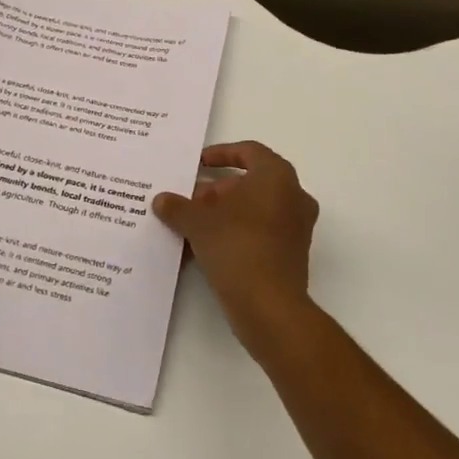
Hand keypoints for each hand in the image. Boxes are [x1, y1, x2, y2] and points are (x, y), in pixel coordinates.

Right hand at [153, 141, 319, 357]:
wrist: (269, 306)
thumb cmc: (237, 246)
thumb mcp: (198, 223)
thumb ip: (178, 207)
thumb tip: (161, 200)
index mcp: (277, 176)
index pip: (249, 151)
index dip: (221, 154)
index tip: (198, 164)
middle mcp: (293, 196)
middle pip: (250, 183)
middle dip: (216, 191)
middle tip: (189, 202)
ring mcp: (296, 227)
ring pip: (254, 209)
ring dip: (224, 214)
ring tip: (192, 226)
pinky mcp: (292, 255)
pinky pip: (260, 233)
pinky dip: (236, 234)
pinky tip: (206, 249)